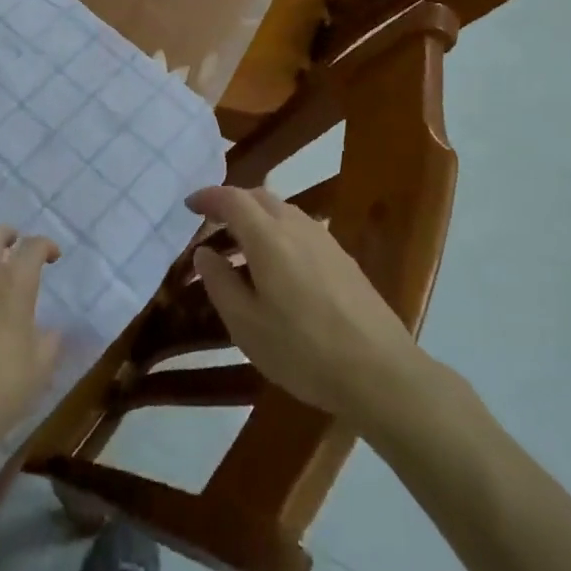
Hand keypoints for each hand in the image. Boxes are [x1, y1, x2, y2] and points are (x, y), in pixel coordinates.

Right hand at [188, 185, 427, 430]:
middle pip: (259, 197)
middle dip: (232, 204)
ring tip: (241, 252)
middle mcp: (297, 227)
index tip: (189, 206)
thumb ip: (219, 283)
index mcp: (268, 237)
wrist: (381, 372)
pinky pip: (301, 230)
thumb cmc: (303, 350)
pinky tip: (277, 270)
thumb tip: (204, 253)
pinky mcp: (344, 259)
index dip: (208, 198)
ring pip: (283, 212)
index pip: (232, 199)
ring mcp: (325, 241)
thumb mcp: (246, 325)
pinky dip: (278, 235)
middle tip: (211, 228)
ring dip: (256, 220)